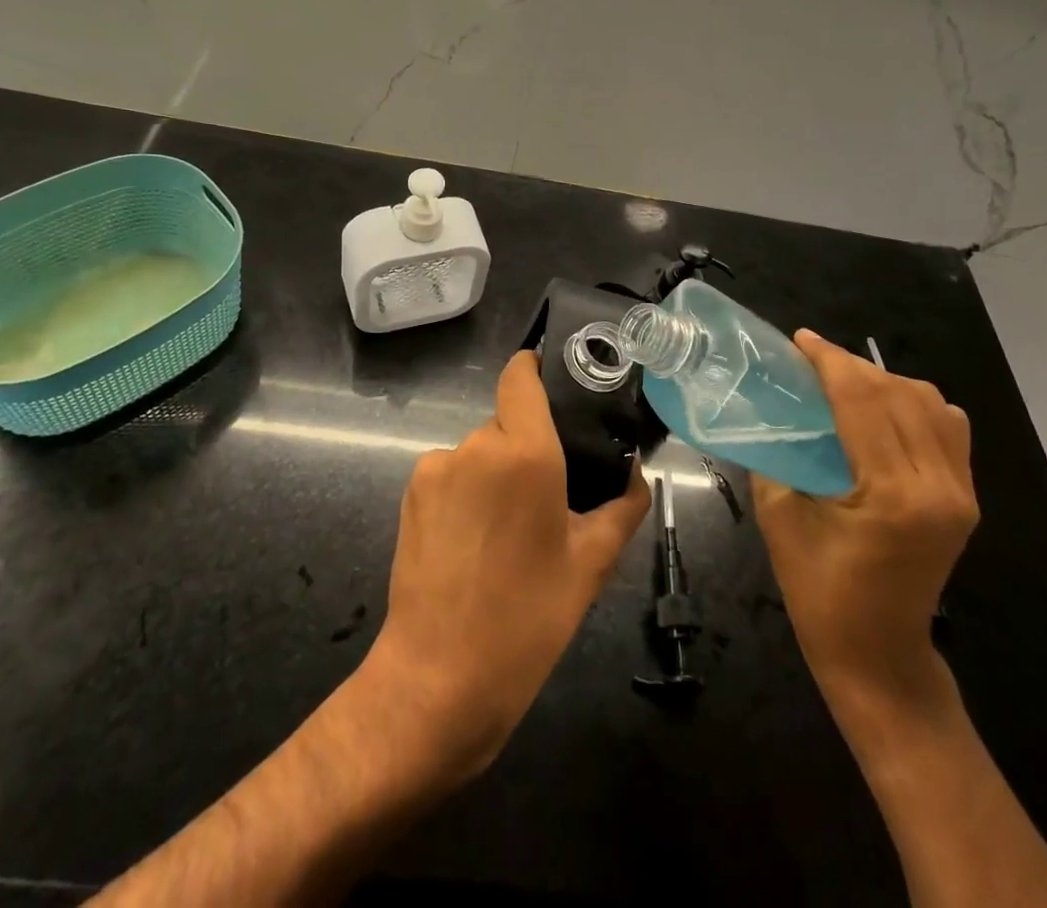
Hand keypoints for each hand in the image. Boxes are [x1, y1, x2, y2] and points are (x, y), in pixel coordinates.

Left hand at [362, 351, 650, 782]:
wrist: (439, 679)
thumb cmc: (528, 619)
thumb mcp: (591, 564)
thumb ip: (622, 505)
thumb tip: (636, 472)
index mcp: (525, 452)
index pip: (521, 374)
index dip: (537, 368)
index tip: (557, 386)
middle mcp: (476, 444)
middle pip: (508, 420)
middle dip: (529, 447)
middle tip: (548, 498)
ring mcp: (437, 466)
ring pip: (480, 450)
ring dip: (497, 473)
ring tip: (508, 531)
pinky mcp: (410, 490)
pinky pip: (452, 472)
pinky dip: (467, 491)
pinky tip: (474, 541)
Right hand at [751, 330, 977, 723]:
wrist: (879, 656)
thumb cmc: (819, 592)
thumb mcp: (780, 515)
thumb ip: (778, 455)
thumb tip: (771, 411)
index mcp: (892, 493)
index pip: (862, 399)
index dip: (828, 360)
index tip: (799, 340)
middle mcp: (938, 485)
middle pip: (896, 393)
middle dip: (850, 364)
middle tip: (810, 358)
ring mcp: (960, 492)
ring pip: (929, 403)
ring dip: (883, 381)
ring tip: (844, 382)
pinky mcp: (965, 499)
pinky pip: (948, 427)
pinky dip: (914, 404)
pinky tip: (883, 410)